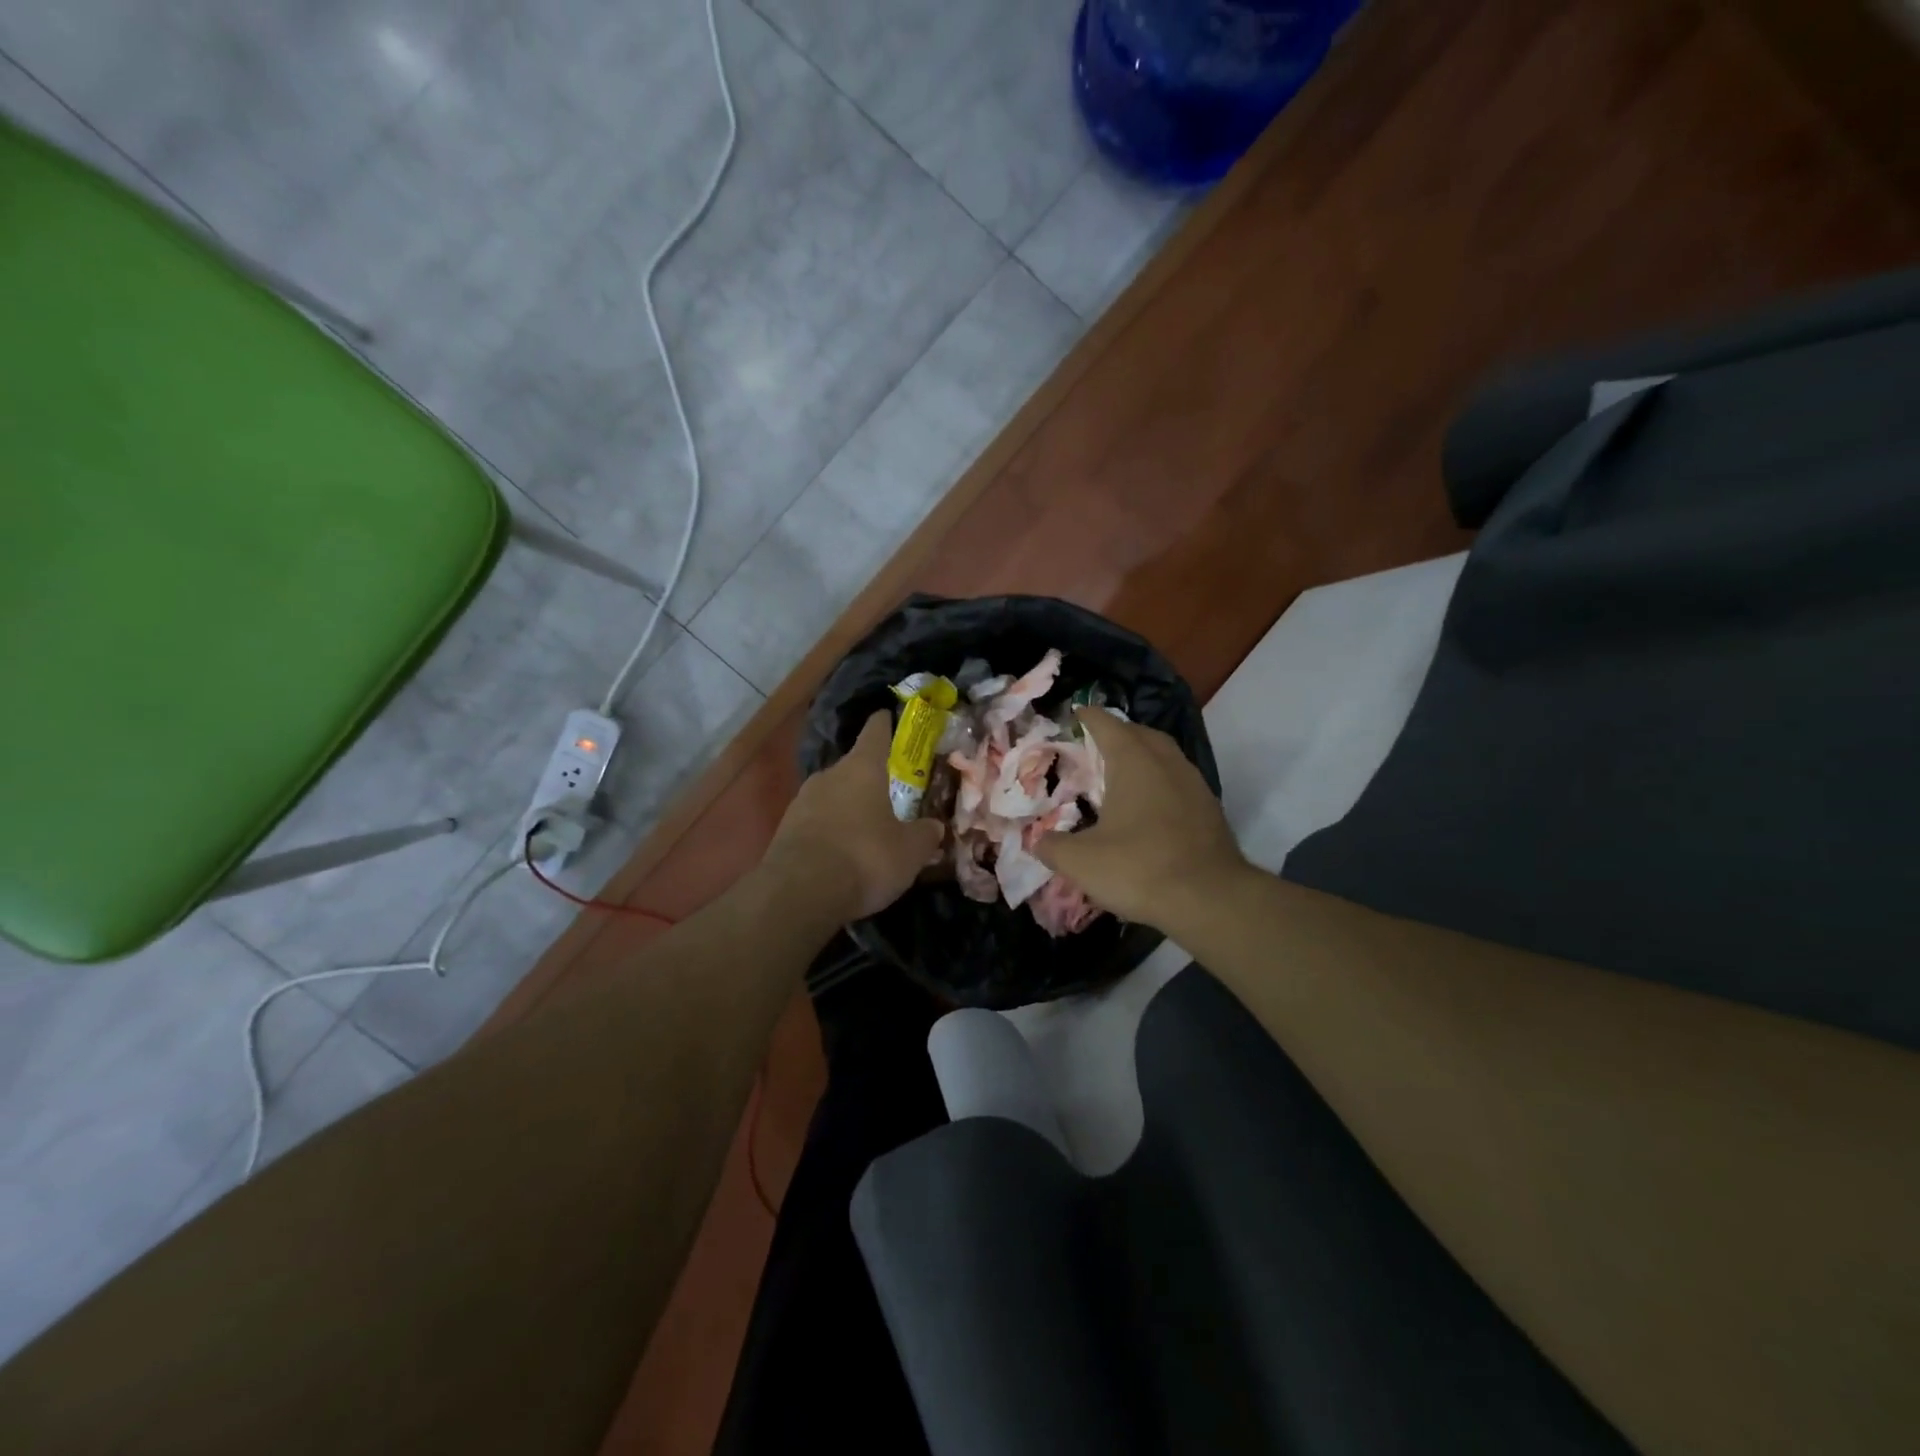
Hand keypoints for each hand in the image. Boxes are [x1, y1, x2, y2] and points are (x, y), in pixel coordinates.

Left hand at [765, 711, 945, 921]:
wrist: (799, 894)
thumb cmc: (865, 858)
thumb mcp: (910, 851)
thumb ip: (925, 834)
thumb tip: (935, 826)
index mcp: (862, 768)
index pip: (875, 733)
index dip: (884, 724)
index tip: (888, 715)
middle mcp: (829, 776)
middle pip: (852, 767)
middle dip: (869, 777)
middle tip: (889, 792)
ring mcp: (801, 801)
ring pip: (832, 794)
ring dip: (848, 806)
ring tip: (865, 827)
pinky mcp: (785, 830)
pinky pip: (815, 821)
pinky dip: (830, 830)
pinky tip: (841, 851)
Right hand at [1035, 709, 1248, 928]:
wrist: (1211, 900)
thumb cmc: (1139, 868)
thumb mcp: (1080, 861)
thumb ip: (1052, 846)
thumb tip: (1038, 840)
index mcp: (1133, 760)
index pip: (1105, 723)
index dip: (1086, 717)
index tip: (1072, 716)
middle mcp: (1166, 761)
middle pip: (1139, 734)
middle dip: (1116, 734)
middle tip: (1093, 747)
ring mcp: (1193, 783)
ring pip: (1164, 756)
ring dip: (1142, 758)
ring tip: (1119, 776)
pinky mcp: (1209, 809)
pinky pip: (1178, 782)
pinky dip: (1159, 783)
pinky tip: (1147, 809)